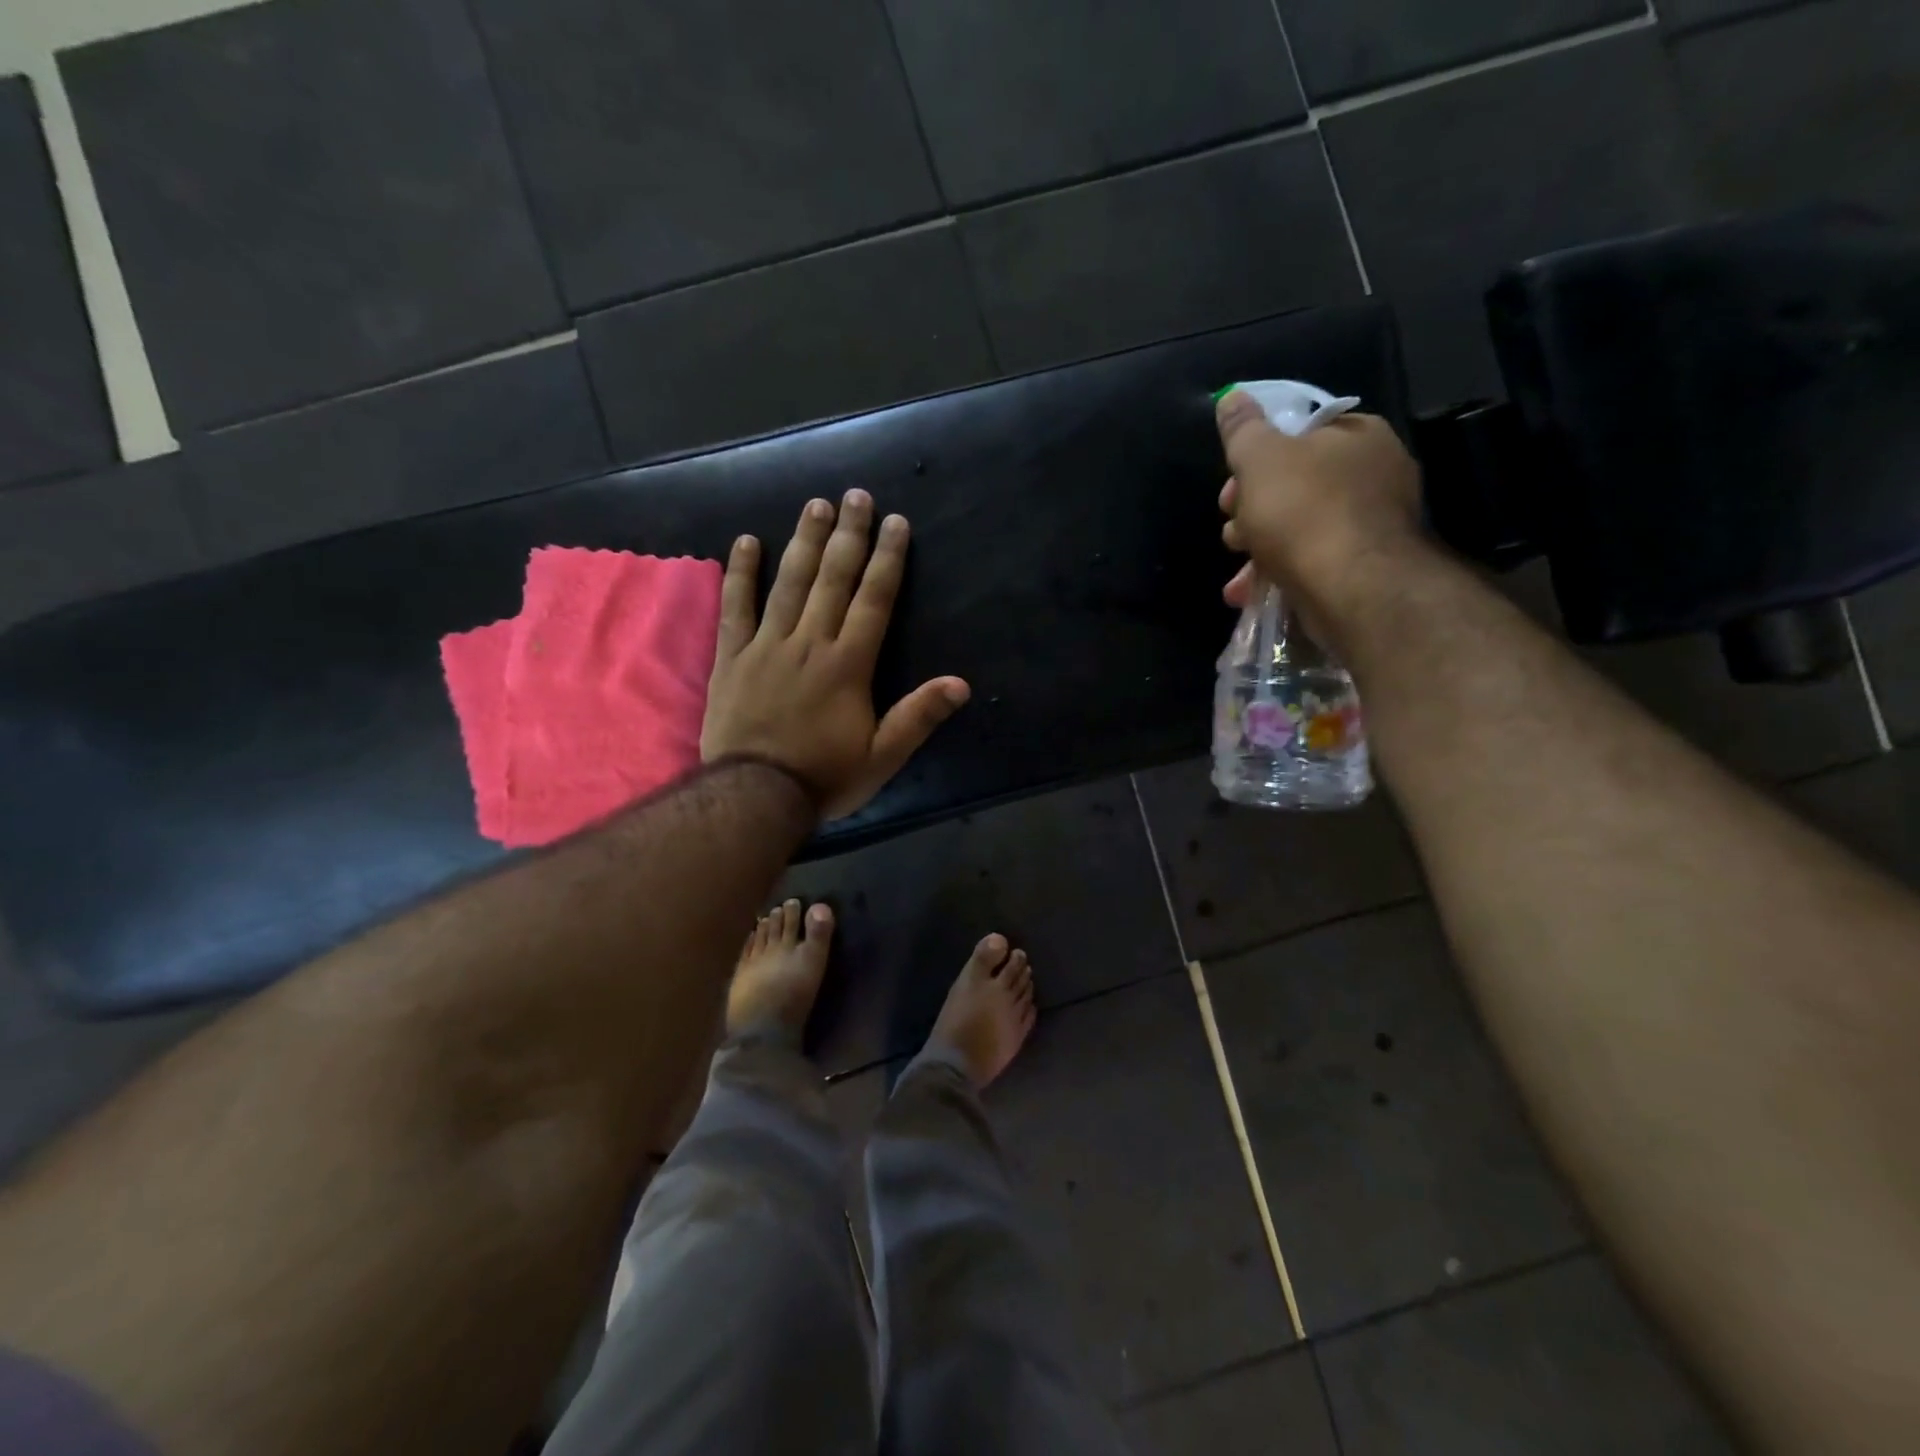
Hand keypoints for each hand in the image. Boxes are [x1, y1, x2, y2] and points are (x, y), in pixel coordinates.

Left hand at [702, 489, 969, 821]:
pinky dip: (740, 574)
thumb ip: (919, 716)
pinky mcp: (732, 658)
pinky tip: (747, 542)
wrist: (754, 796)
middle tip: (855, 495)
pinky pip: (735, 608)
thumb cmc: (824, 777)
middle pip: (832, 579)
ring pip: (789, 583)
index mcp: (848, 664)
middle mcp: (810, 643)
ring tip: (815, 505)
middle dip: (848, 535)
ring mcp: (766, 646)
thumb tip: (961, 684)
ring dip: (804, 542)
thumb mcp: (882, 757)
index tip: (895, 523)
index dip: (887, 559)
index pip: (873, 600)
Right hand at [1215, 391, 1424, 643]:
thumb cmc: (1303, 512)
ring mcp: (1373, 524)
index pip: (1300, 436)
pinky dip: (1280, 574)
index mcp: (1359, 436)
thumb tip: (1231, 396)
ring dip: (1259, 549)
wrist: (1351, 588)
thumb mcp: (1259, 459)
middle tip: (1233, 531)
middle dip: (1253, 512)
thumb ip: (1242, 429)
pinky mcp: (1364, 568)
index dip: (1256, 460)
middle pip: (1296, 485)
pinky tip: (1251, 593)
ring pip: (1300, 529)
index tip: (1231, 488)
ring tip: (1238, 574)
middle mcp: (1375, 474)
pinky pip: (1312, 562)